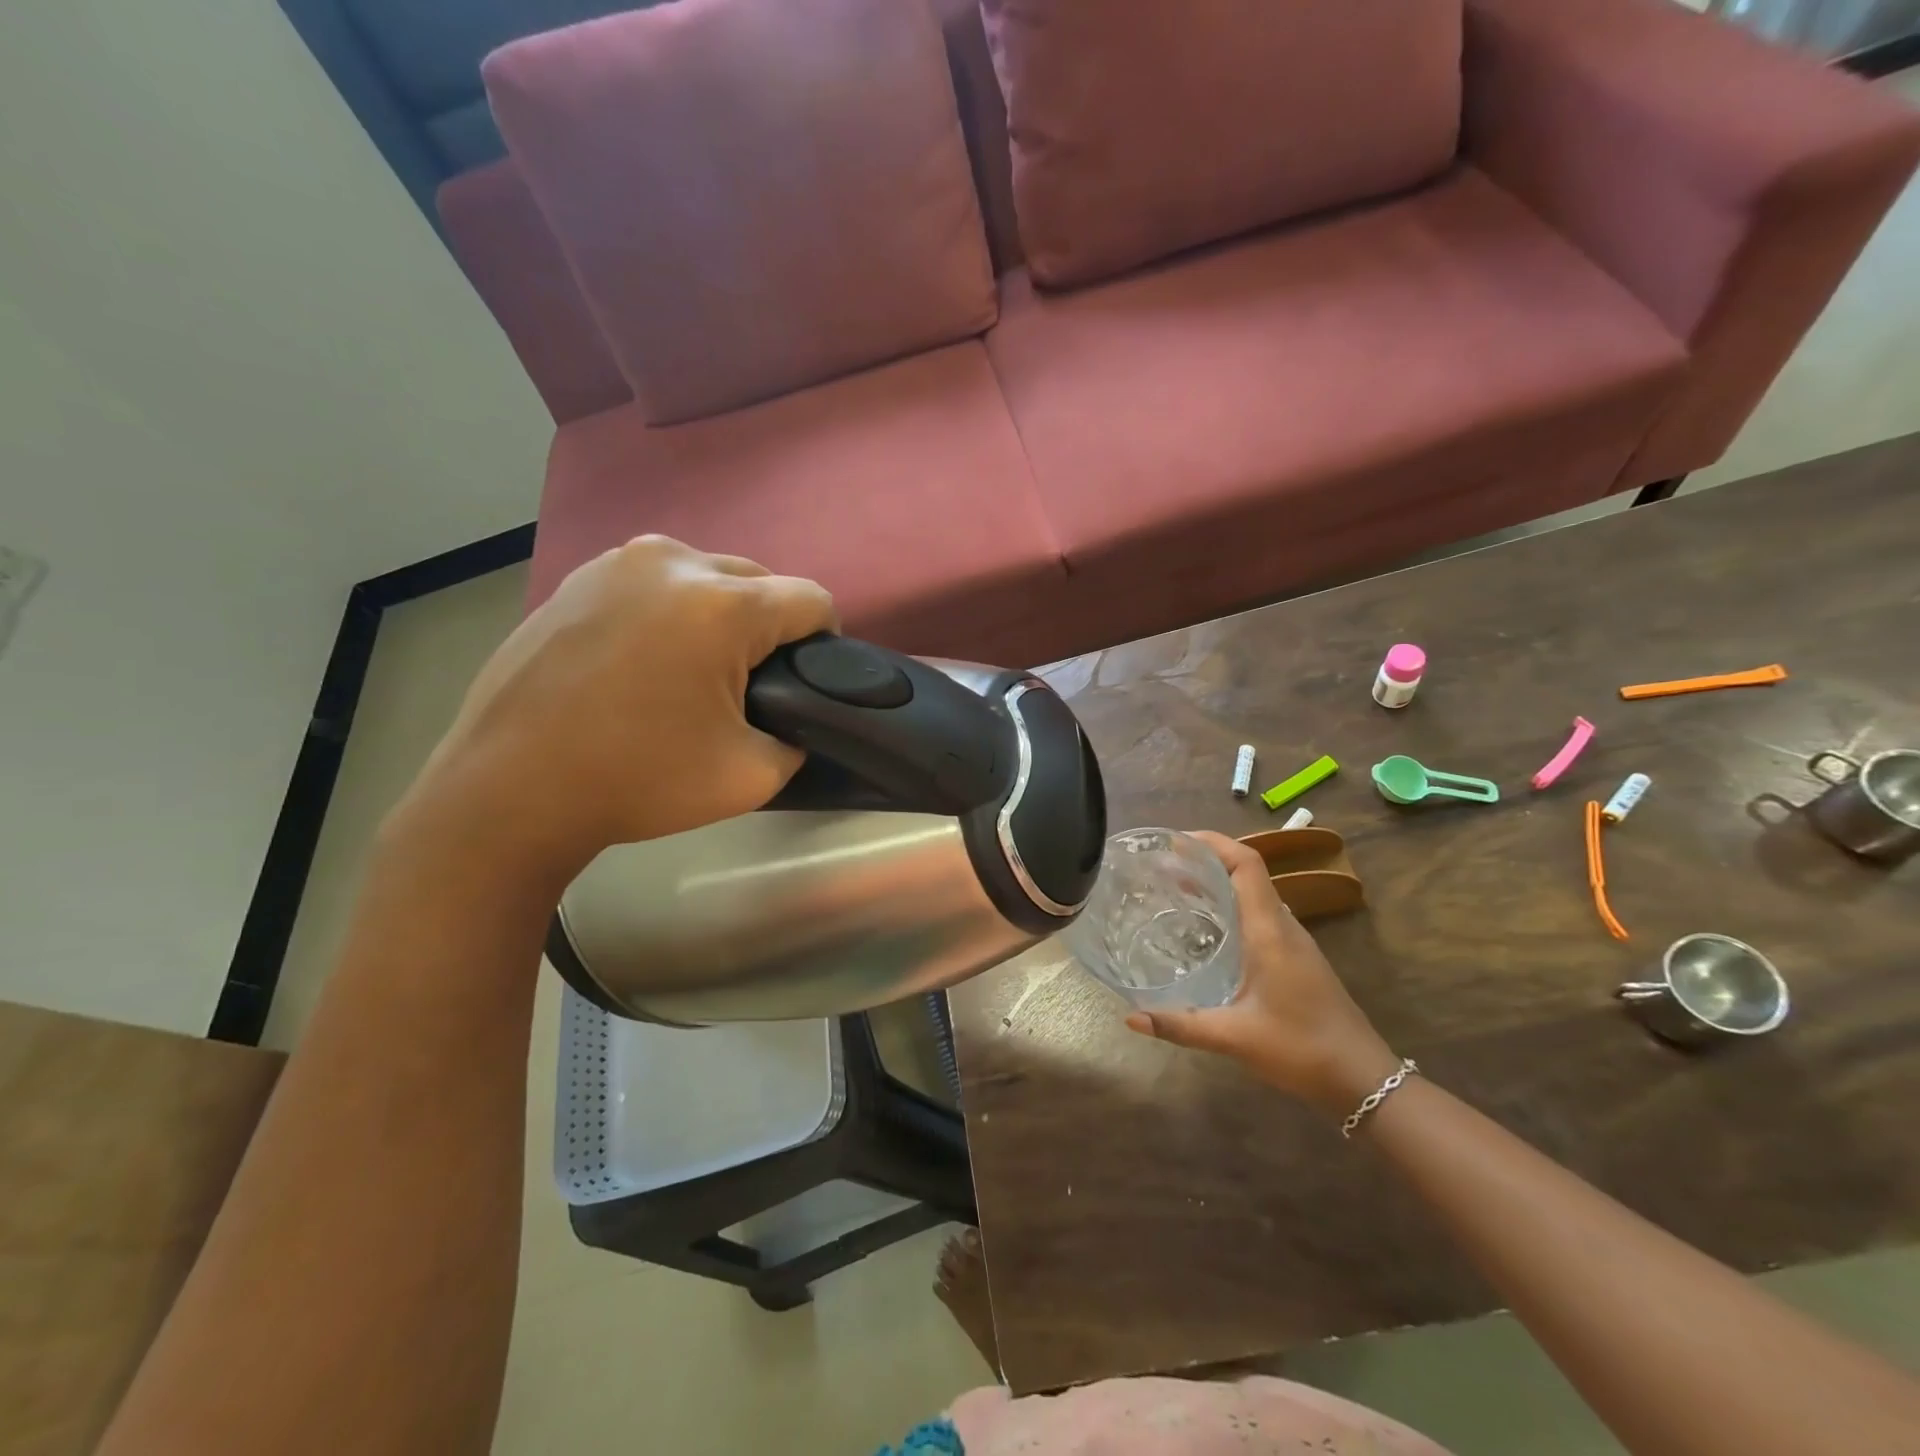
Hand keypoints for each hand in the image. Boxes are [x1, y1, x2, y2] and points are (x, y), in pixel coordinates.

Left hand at [396, 536, 834, 886]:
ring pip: (706, 576)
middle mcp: (673, 562)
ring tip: (693, 670)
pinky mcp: (578, 576)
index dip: (825, 641)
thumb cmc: (637, 781)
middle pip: (759, 581)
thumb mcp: (751, 777)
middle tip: (748, 684)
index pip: (811, 600)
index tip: (806, 680)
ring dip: (719, 615)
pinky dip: (669, 612)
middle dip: (769, 627)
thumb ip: (797, 738)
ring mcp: (617, 562)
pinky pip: (654, 583)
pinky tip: (642, 661)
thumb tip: (795, 717)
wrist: (508, 790)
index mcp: (722, 606)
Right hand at [1124, 831, 1399, 1117]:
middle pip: (1248, 873)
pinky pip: (1259, 916)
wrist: (1364, 1080)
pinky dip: (1230, 908)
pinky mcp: (1296, 959)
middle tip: (1163, 867)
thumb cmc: (1302, 1049)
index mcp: (1270, 931)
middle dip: (1206, 861)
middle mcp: (1283, 926)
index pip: (1247, 865)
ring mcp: (1293, 942)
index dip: (1214, 843)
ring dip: (1218, 884)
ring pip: (1254, 895)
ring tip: (1175, 891)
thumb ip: (1180, 1025)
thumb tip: (1130, 1018)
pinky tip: (1206, 931)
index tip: (1176, 841)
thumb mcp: (1234, 1037)